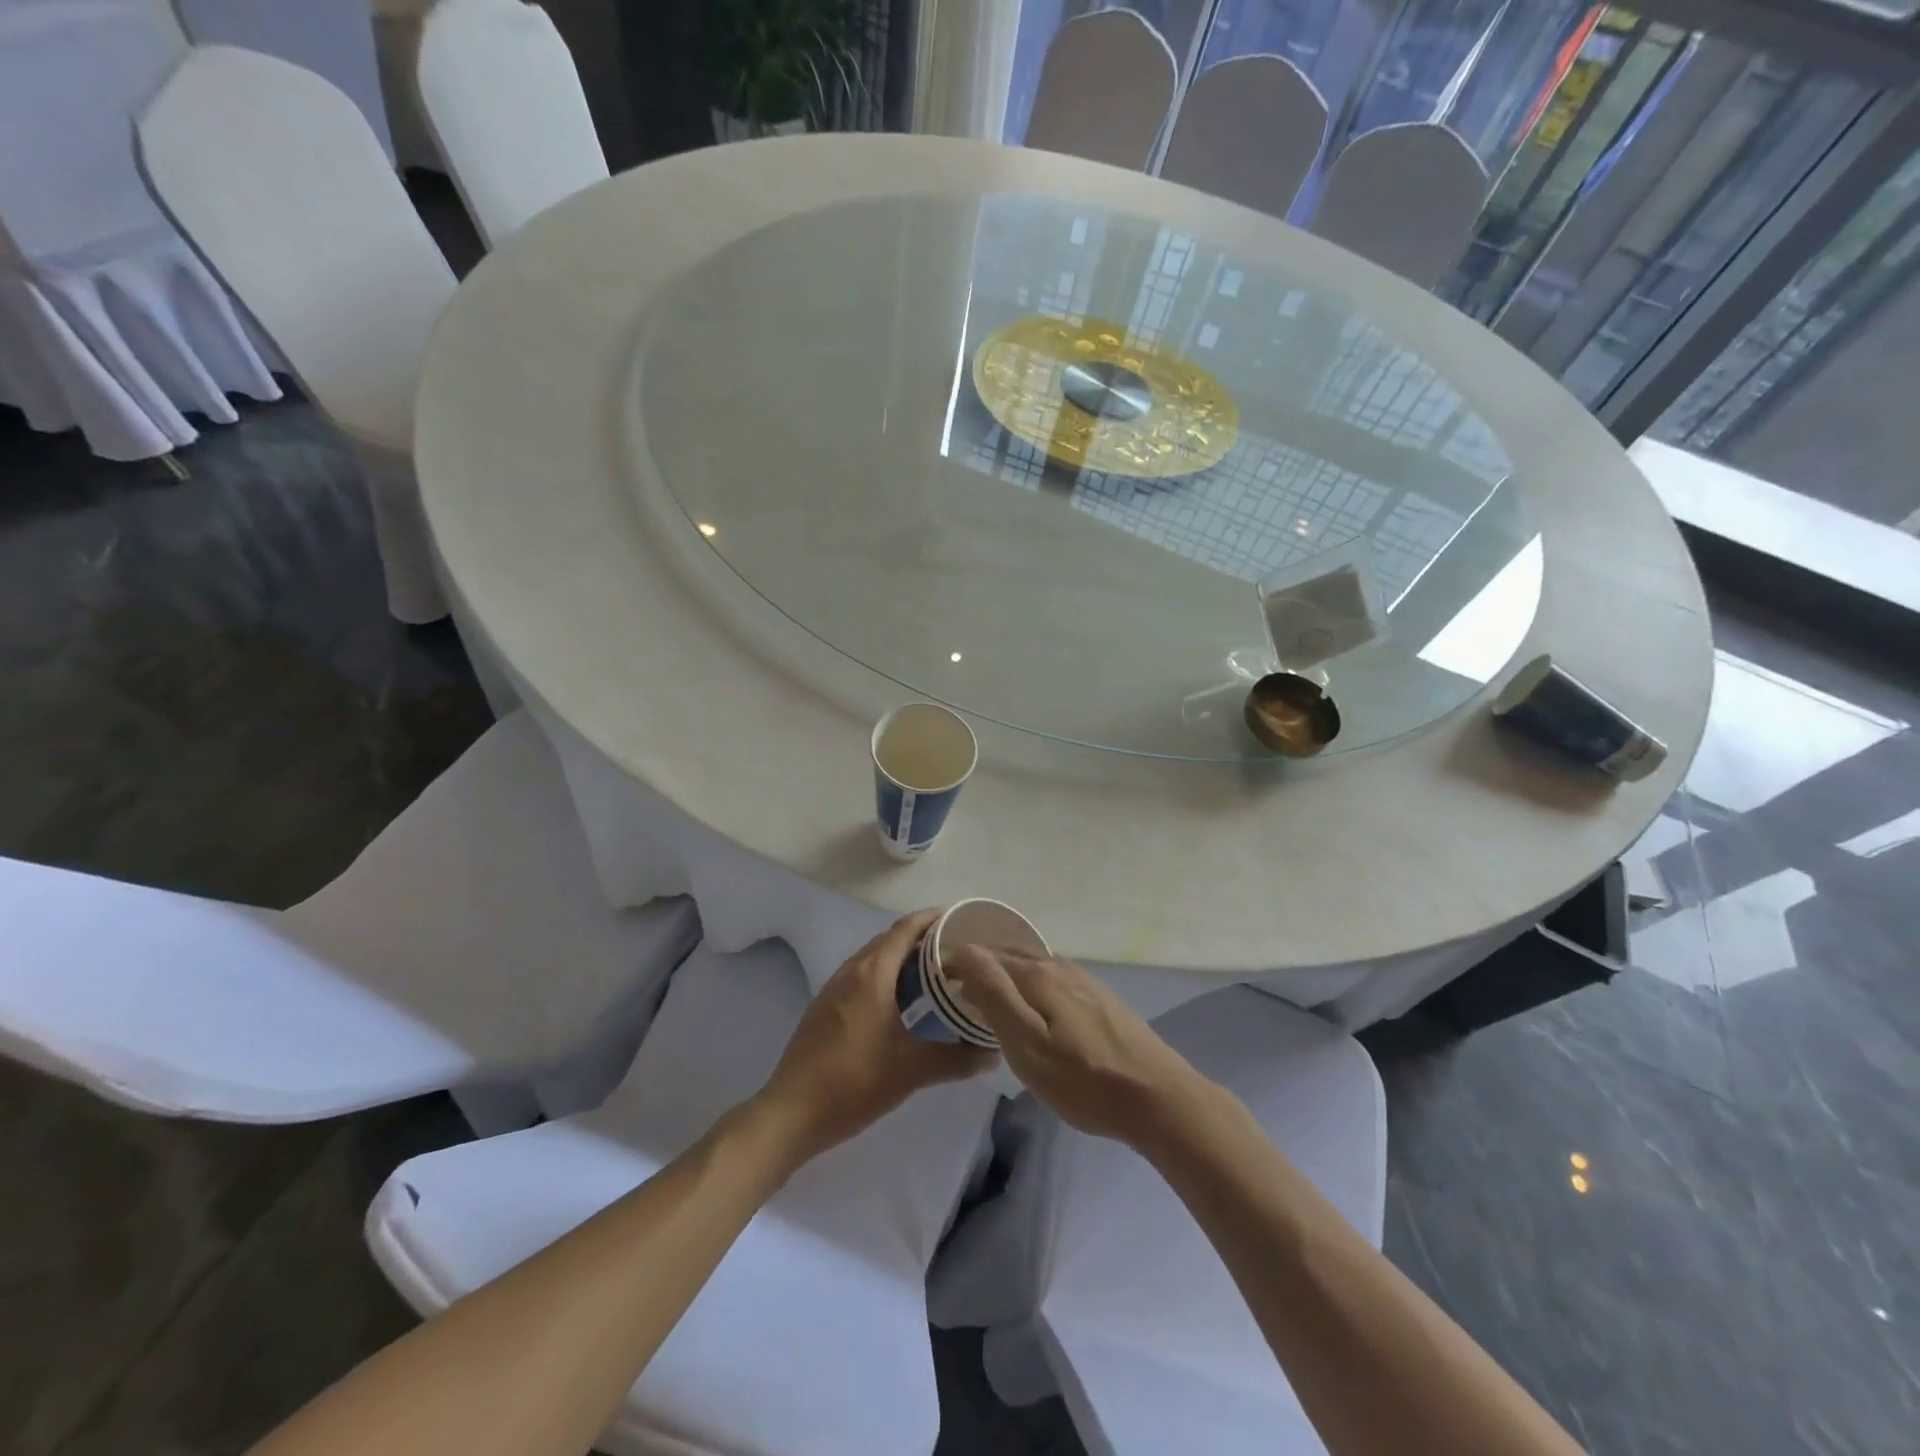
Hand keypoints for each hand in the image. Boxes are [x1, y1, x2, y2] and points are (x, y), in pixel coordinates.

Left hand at [754, 910, 994, 1168]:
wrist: (791, 1112)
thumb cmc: (854, 1081)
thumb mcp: (912, 1071)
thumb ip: (956, 1059)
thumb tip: (991, 1055)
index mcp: (873, 973)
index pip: (906, 928)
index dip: (933, 919)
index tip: (962, 921)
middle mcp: (852, 971)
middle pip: (890, 940)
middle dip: (923, 939)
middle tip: (958, 952)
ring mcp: (834, 988)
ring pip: (875, 959)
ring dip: (903, 959)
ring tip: (936, 975)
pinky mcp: (826, 1008)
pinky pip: (862, 977)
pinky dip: (886, 977)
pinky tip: (902, 1004)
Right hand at [944, 947, 1210, 1150]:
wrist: (1157, 1097)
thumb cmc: (1084, 1079)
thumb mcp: (1027, 1044)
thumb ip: (994, 995)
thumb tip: (965, 951)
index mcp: (1037, 974)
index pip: (984, 955)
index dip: (956, 966)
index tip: (935, 986)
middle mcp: (1058, 966)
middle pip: (1009, 957)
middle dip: (980, 968)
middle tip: (954, 994)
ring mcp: (1082, 981)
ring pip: (1031, 969)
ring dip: (1005, 978)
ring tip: (986, 1002)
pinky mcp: (1098, 999)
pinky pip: (1050, 982)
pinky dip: (1029, 989)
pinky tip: (1030, 1011)